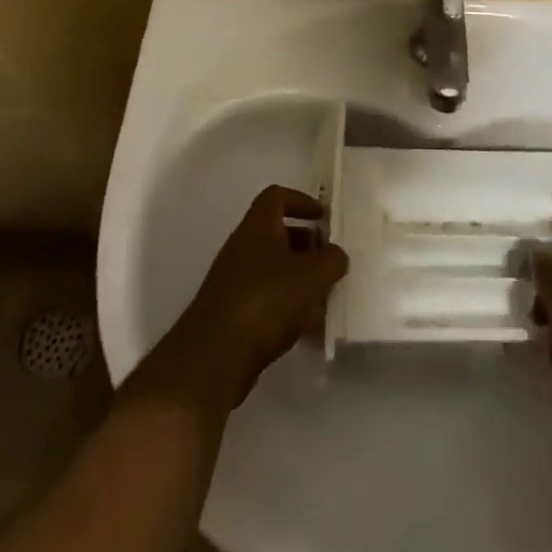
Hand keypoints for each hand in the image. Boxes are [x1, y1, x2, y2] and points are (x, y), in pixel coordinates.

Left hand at [136, 186, 348, 409]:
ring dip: (298, 278)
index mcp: (258, 225)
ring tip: (323, 297)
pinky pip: (265, 298)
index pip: (277, 196)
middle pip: (277, 233)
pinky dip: (285, 306)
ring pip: (272, 268)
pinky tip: (305, 328)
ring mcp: (233, 280)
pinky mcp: (231, 312)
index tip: (323, 218)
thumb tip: (336, 255)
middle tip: (329, 260)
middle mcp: (242, 246)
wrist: (215, 355)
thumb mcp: (311, 276)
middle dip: (305, 245)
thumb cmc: (266, 299)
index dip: (301, 201)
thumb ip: (331, 260)